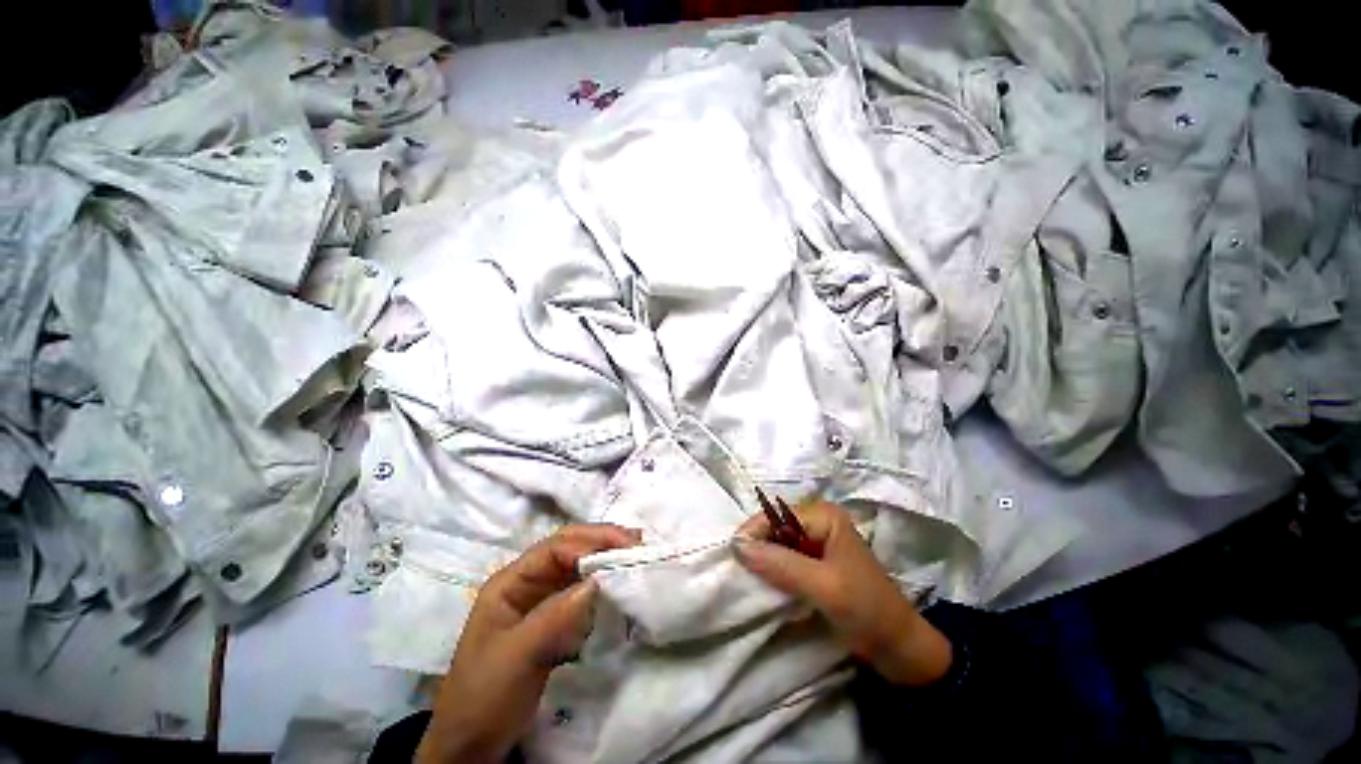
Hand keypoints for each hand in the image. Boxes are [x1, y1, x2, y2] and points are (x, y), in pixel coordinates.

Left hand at [417, 524, 640, 763]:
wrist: (471, 750)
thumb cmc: (485, 698)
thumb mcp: (517, 657)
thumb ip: (556, 616)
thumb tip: (598, 581)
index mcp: (510, 583)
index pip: (555, 548)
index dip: (590, 543)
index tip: (623, 550)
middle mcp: (527, 584)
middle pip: (569, 549)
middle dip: (602, 542)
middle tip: (638, 544)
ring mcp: (541, 602)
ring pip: (578, 568)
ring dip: (606, 559)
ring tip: (636, 557)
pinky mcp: (554, 621)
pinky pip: (582, 593)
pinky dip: (604, 585)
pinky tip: (620, 585)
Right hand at [734, 501, 951, 686]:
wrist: (901, 649)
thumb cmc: (868, 611)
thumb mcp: (824, 587)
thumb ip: (781, 564)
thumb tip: (737, 545)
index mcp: (824, 516)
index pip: (776, 515)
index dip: (753, 532)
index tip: (733, 556)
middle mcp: (818, 522)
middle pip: (775, 528)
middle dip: (757, 546)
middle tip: (738, 569)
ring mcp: (817, 543)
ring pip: (777, 545)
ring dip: (763, 560)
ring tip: (747, 578)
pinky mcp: (815, 564)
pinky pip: (785, 560)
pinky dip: (773, 571)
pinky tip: (765, 584)